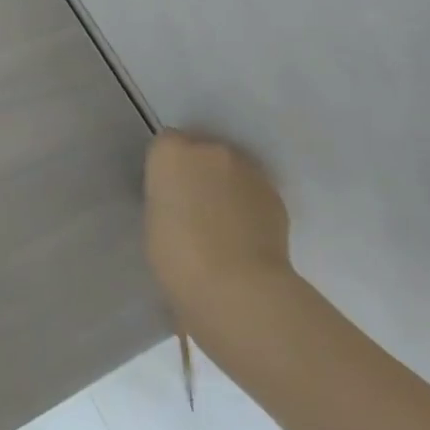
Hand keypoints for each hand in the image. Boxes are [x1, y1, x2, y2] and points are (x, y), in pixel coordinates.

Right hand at [144, 129, 293, 339]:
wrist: (236, 285)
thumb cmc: (177, 255)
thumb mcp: (153, 218)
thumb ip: (167, 195)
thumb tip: (182, 199)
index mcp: (171, 153)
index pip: (166, 143)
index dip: (167, 168)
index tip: (166, 192)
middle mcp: (210, 150)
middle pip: (202, 150)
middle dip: (198, 172)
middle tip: (193, 207)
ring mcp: (248, 170)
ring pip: (231, 169)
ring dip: (225, 186)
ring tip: (222, 224)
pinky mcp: (275, 194)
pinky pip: (254, 190)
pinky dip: (248, 204)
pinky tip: (244, 235)